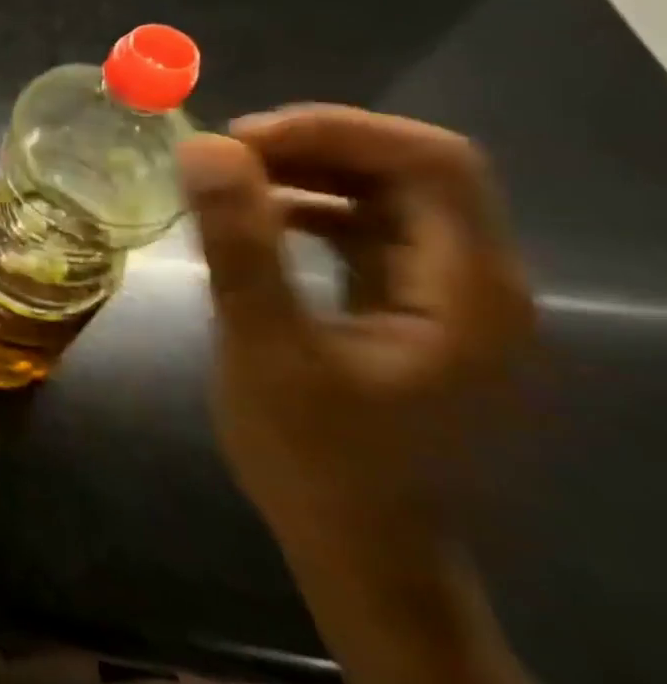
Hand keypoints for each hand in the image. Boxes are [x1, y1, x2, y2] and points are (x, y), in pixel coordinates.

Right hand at [177, 107, 536, 551]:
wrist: (361, 553)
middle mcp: (477, 282)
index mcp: (468, 290)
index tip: (241, 138)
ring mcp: (447, 298)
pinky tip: (258, 221)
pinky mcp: (412, 311)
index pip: (432, 163)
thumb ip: (241, 244)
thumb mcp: (265, 348)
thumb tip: (204, 147)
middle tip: (225, 154)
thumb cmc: (317, 458)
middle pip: (415, 171)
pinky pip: (370, 233)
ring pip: (390, 197)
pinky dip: (312, 210)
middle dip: (316, 145)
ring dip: (310, 173)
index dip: (336, 130)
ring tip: (229, 178)